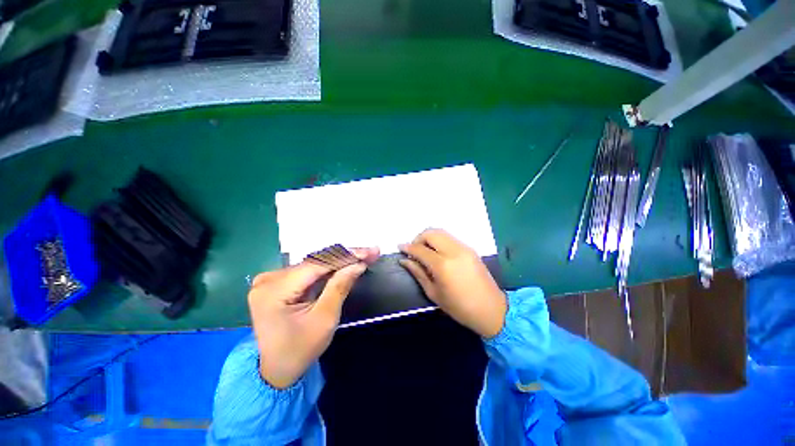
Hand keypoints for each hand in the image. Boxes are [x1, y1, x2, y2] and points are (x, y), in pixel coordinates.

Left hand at [248, 248, 378, 388]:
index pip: (317, 264)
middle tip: (370, 253)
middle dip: (345, 257)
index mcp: (274, 290)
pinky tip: (345, 264)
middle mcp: (269, 279)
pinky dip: (329, 269)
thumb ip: (340, 287)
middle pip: (316, 262)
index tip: (370, 252)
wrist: (275, 371)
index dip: (346, 255)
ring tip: (363, 256)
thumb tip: (358, 264)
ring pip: (314, 264)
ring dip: (339, 261)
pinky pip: (308, 271)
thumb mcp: (324, 319)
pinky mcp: (277, 283)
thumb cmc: (300, 350)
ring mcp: (271, 280)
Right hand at [400, 229, 505, 338]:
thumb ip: (418, 273)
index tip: (400, 247)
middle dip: (418, 238)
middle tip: (414, 250)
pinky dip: (439, 240)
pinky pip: (450, 238)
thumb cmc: (459, 307)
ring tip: (424, 250)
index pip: (420, 249)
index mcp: (442, 265)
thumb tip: (404, 260)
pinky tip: (437, 252)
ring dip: (429, 237)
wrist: (491, 309)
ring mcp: (464, 248)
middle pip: (431, 233)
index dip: (408, 247)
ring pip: (441, 232)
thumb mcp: (434, 293)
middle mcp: (453, 251)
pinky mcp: (470, 248)